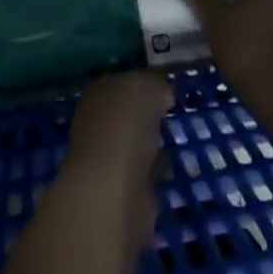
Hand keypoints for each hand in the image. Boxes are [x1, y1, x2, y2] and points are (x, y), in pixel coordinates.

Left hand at [65, 71, 172, 264]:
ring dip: (151, 145)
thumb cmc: (125, 127)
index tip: (168, 89)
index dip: (144, 84)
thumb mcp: (145, 89)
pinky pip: (143, 174)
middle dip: (147, 116)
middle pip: (127, 115)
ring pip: (135, 145)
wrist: (113, 188)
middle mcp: (97, 124)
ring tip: (175, 141)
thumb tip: (161, 94)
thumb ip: (154, 87)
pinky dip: (155, 172)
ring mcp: (107, 159)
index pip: (123, 83)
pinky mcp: (121, 191)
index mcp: (98, 93)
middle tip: (171, 115)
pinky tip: (169, 169)